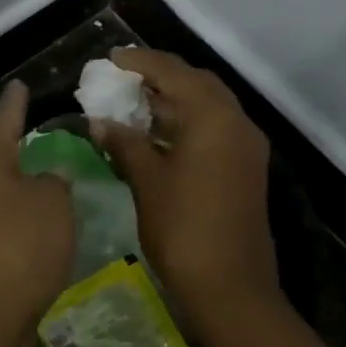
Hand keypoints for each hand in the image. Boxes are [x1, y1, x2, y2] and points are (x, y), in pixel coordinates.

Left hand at [0, 81, 74, 345]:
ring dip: (17, 175)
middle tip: (41, 122)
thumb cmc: (20, 245)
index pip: (5, 114)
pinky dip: (17, 208)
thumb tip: (51, 174)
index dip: (17, 100)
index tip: (22, 84)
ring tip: (45, 165)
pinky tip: (37, 213)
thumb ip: (56, 180)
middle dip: (15, 137)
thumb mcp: (53, 203)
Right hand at [90, 48, 278, 336]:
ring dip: (174, 99)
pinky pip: (214, 128)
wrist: (231, 288)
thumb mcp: (146, 180)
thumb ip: (123, 142)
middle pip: (196, 83)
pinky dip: (186, 121)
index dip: (140, 61)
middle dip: (161, 75)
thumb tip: (99, 121)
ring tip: (135, 102)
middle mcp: (236, 123)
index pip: (173, 72)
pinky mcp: (245, 168)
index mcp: (213, 117)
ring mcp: (245, 147)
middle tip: (125, 77)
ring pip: (208, 106)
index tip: (111, 58)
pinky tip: (157, 134)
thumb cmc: (183, 228)